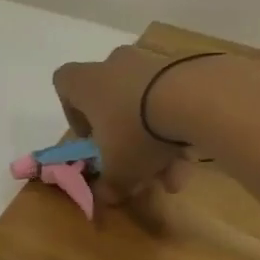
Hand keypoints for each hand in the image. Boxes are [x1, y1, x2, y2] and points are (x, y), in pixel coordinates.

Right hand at [51, 47, 198, 207]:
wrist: (195, 98)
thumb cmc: (137, 131)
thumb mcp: (119, 170)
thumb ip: (109, 185)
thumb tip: (106, 196)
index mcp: (87, 83)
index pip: (64, 83)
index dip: (72, 112)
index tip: (90, 138)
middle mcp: (116, 66)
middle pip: (111, 99)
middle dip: (123, 135)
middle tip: (134, 163)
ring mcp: (152, 63)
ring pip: (146, 105)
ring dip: (156, 141)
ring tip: (172, 175)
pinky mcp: (185, 67)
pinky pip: (174, 101)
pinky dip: (179, 128)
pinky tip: (192, 158)